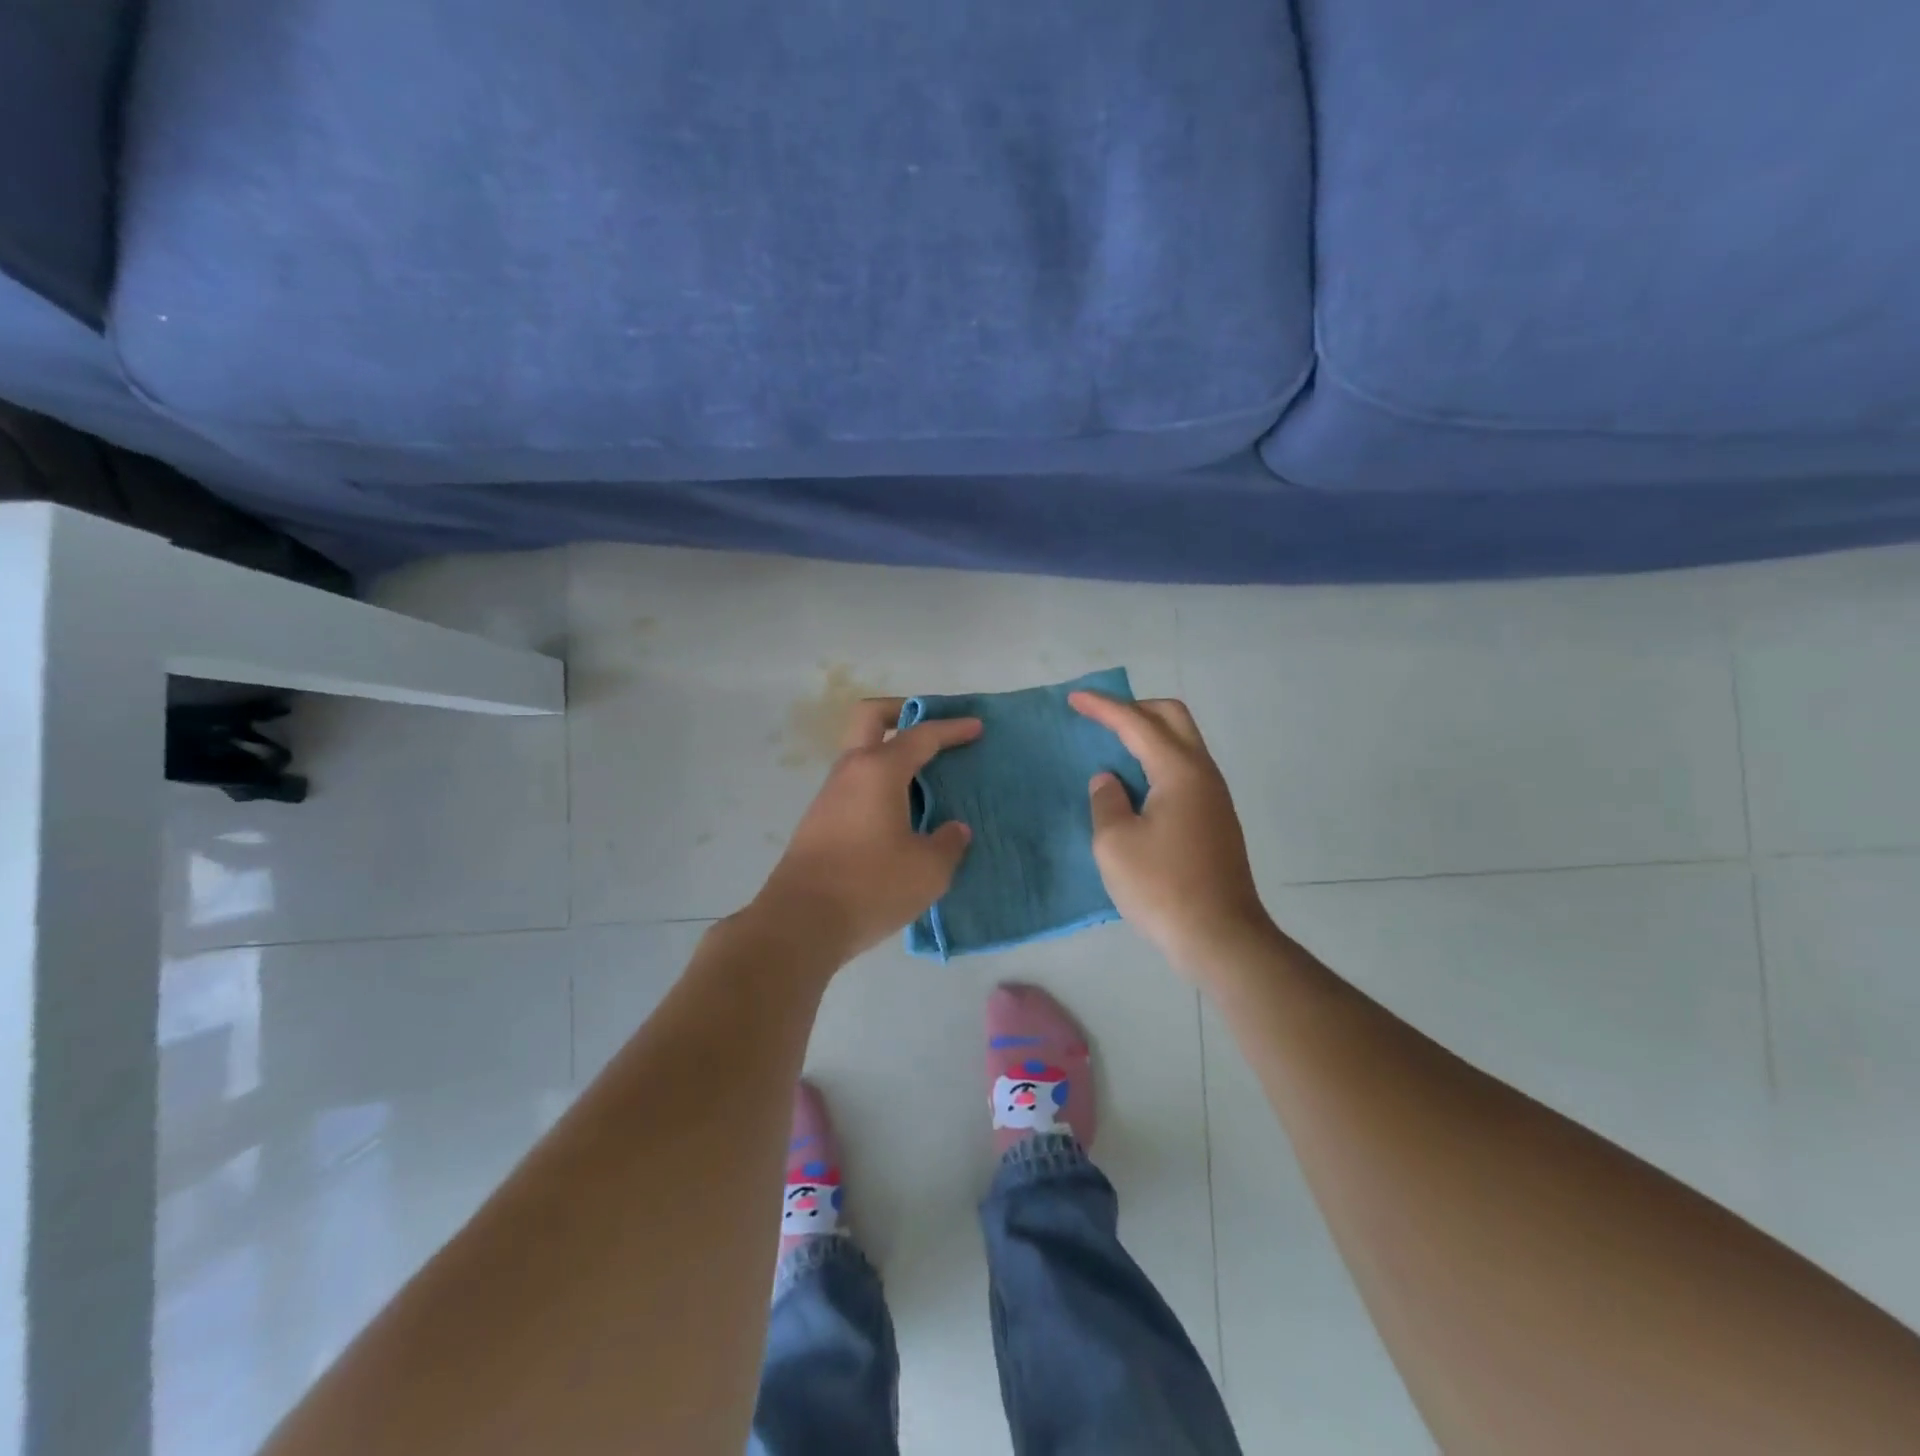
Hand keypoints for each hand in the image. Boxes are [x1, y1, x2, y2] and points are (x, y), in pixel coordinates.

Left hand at [753, 698, 979, 964]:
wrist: (799, 923)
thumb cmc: (870, 886)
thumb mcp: (928, 870)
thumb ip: (949, 843)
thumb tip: (953, 829)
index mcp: (879, 770)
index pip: (921, 735)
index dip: (952, 729)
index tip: (976, 727)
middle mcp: (850, 771)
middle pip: (870, 717)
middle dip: (902, 711)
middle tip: (932, 730)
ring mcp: (829, 795)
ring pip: (860, 753)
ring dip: (890, 753)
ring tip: (925, 781)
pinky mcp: (819, 822)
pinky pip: (855, 785)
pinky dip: (880, 784)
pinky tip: (901, 815)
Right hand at [1069, 692, 1271, 973]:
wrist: (1220, 937)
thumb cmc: (1162, 887)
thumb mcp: (1114, 844)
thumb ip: (1106, 801)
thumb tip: (1110, 781)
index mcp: (1179, 771)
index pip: (1137, 723)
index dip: (1104, 707)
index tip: (1075, 698)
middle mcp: (1203, 774)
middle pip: (1173, 717)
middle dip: (1135, 708)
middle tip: (1101, 716)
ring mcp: (1214, 797)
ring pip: (1183, 743)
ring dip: (1149, 734)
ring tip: (1113, 747)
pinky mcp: (1215, 819)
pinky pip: (1184, 770)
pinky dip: (1157, 760)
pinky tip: (1136, 784)